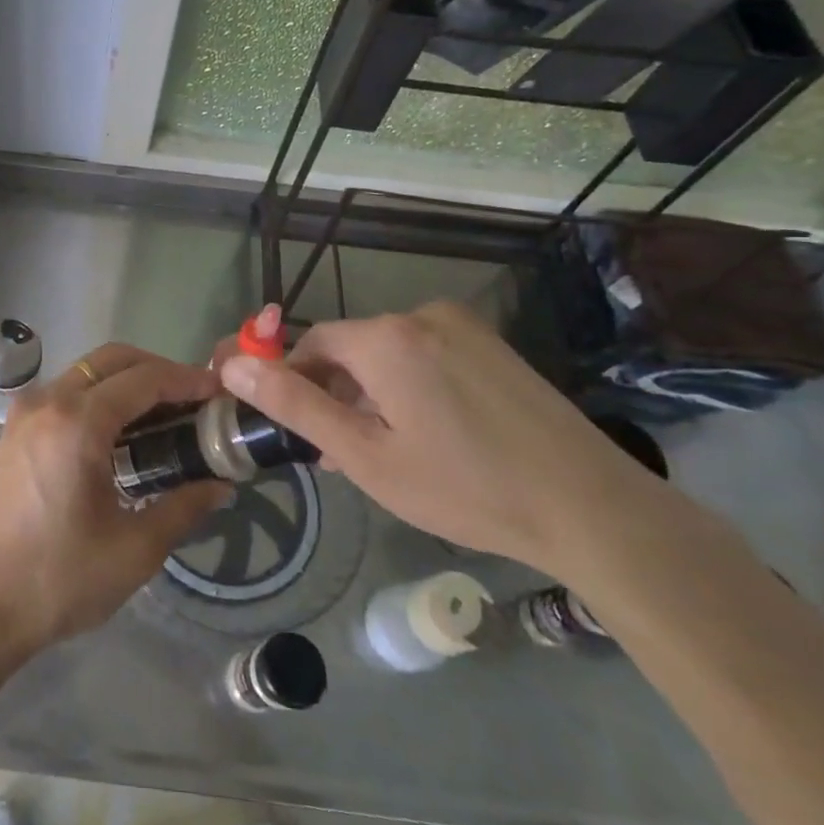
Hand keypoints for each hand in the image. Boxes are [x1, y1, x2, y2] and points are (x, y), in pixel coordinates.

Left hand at [0, 344, 230, 668]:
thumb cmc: (59, 579)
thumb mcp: (135, 549)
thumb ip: (183, 507)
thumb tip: (221, 486)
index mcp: (77, 423)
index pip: (143, 380)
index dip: (186, 380)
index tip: (219, 390)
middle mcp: (48, 402)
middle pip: (112, 360)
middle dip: (157, 370)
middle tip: (194, 399)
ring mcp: (26, 413)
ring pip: (87, 372)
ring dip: (128, 381)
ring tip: (166, 414)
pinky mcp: (15, 430)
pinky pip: (66, 392)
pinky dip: (100, 395)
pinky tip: (123, 432)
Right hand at [218, 303, 650, 578]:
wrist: (591, 508)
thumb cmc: (463, 487)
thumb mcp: (365, 456)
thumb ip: (294, 406)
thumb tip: (232, 366)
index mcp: (384, 338)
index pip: (310, 344)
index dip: (293, 384)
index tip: (299, 431)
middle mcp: (420, 316)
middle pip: (351, 348)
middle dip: (335, 394)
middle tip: (341, 454)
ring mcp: (463, 328)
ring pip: (388, 354)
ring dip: (371, 393)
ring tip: (384, 452)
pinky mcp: (493, 346)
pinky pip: (426, 356)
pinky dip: (409, 387)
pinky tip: (427, 434)